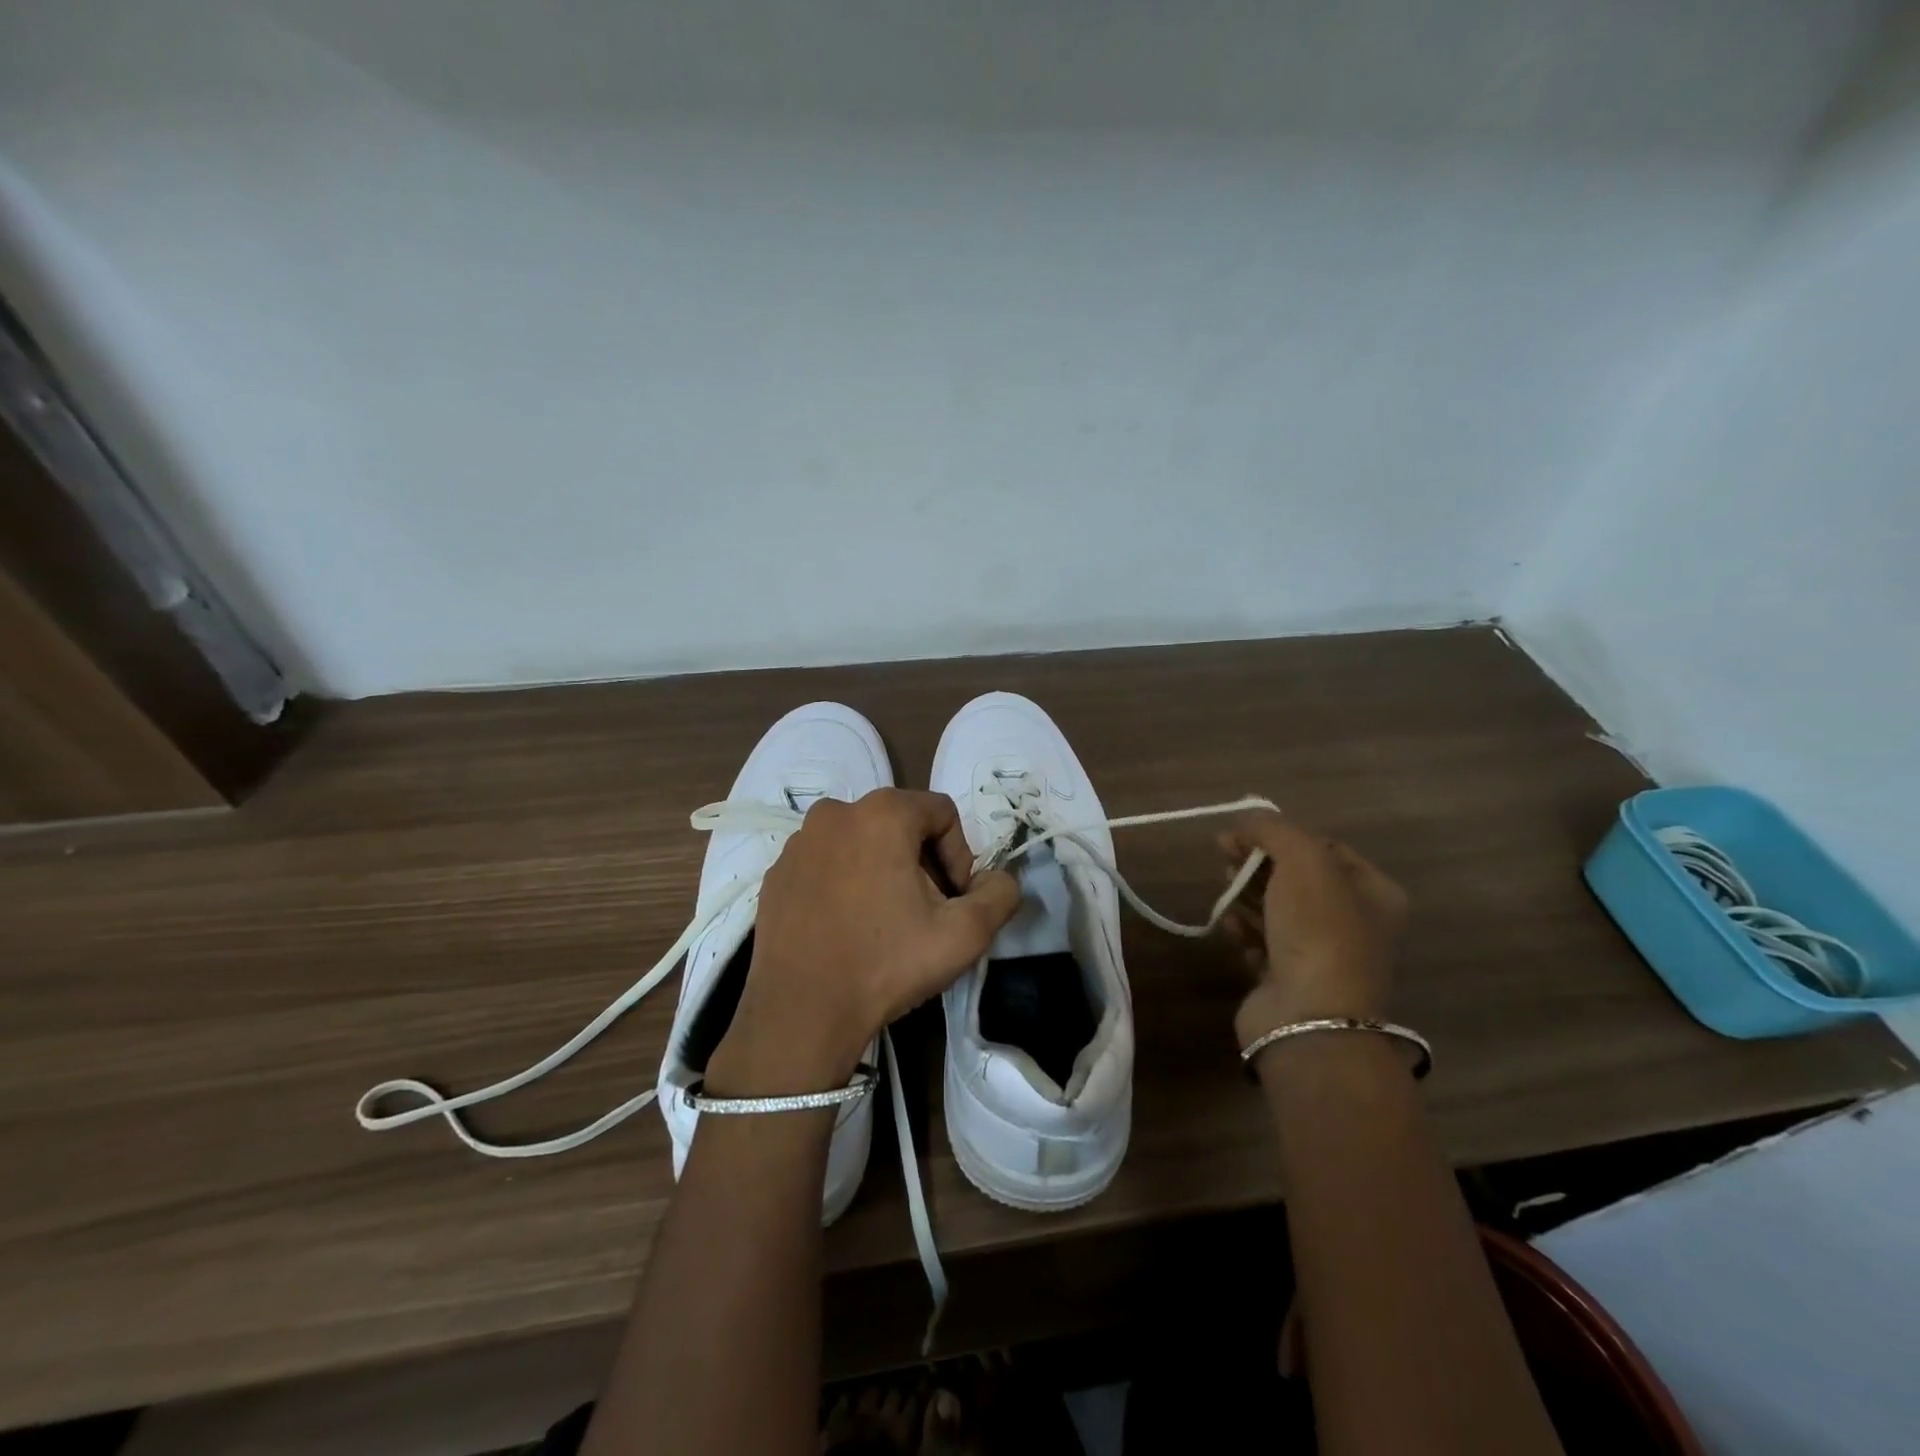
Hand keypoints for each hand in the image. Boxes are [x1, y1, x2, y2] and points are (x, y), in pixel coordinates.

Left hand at [705, 790, 1021, 1096]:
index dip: (959, 854)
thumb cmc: (886, 964)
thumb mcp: (965, 934)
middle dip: (921, 862)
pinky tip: (847, 927)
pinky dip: (845, 882)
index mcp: (882, 813)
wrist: (800, 1012)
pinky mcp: (776, 872)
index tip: (953, 900)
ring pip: (861, 842)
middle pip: (900, 824)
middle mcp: (835, 812)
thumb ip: (1000, 894)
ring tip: (884, 922)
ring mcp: (799, 842)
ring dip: (882, 870)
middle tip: (924, 912)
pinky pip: (826, 863)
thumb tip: (997, 879)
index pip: (942, 812)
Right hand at [1221, 813, 1409, 1047]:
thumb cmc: (1317, 930)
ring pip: (1277, 909)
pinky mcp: (1289, 979)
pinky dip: (1244, 929)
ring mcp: (1321, 954)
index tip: (1243, 832)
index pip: (1325, 847)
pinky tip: (1229, 924)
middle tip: (1224, 853)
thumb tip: (1246, 821)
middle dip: (1259, 862)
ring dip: (1247, 893)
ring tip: (1223, 886)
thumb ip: (1274, 829)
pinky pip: (1262, 942)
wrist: (1309, 1017)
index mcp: (1374, 893)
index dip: (1282, 835)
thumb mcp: (1303, 861)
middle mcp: (1354, 923)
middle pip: (1297, 877)